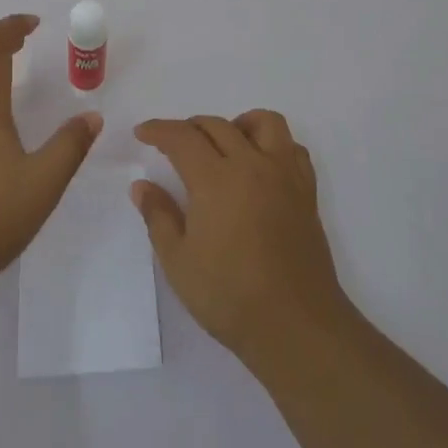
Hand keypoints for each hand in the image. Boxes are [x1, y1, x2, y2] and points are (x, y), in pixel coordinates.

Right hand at [132, 110, 350, 363]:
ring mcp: (284, 175)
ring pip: (264, 122)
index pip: (182, 137)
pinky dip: (273, 144)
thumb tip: (141, 186)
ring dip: (237, 124)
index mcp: (216, 179)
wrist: (295, 325)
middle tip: (172, 145)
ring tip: (223, 146)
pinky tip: (260, 166)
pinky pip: (291, 148)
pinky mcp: (306, 192)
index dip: (158, 130)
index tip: (142, 133)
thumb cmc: (229, 296)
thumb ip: (158, 216)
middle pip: (218, 125)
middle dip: (189, 128)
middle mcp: (252, 165)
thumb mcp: (178, 261)